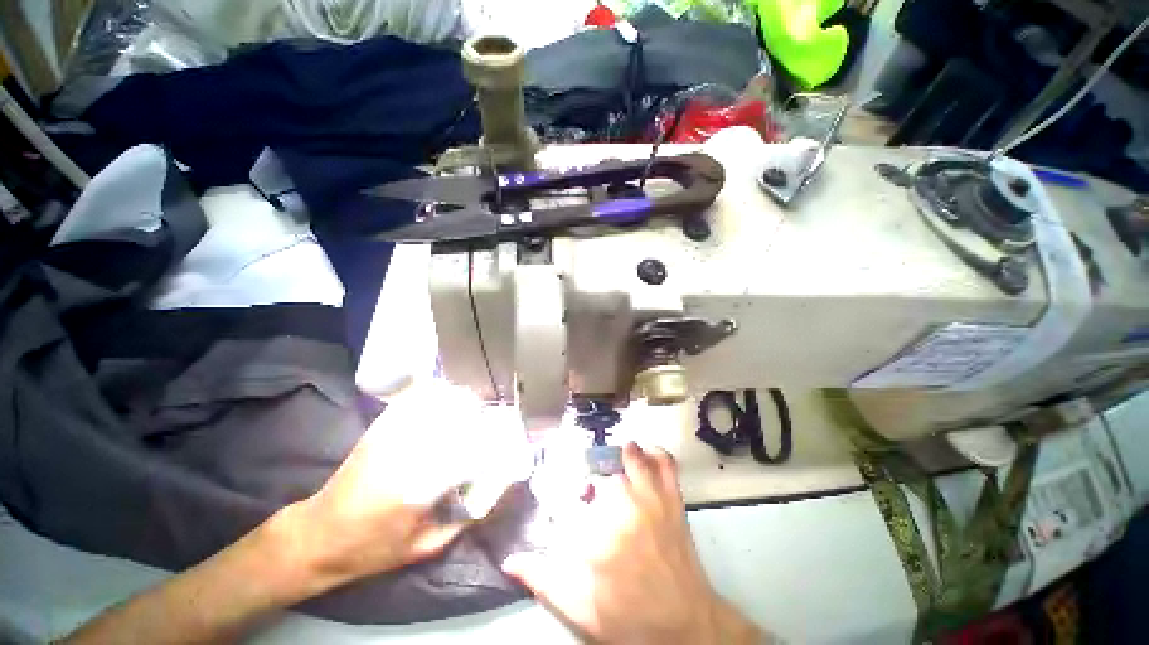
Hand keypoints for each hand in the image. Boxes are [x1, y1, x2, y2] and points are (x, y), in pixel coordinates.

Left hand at [275, 381, 486, 591]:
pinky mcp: (381, 429)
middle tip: (492, 422)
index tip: (504, 446)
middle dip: (479, 415)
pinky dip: (434, 394)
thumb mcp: (423, 547)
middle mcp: (409, 452)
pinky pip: (413, 401)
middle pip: (456, 417)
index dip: (491, 444)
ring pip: (436, 403)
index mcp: (421, 485)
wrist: (318, 536)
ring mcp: (392, 435)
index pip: (470, 450)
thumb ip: (462, 522)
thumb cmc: (371, 548)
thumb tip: (490, 495)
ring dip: (459, 401)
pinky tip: (445, 398)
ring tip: (473, 407)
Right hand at [503, 443, 764, 644]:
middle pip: (600, 478)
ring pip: (628, 462)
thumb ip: (544, 581)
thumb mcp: (581, 610)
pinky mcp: (672, 500)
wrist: (685, 626)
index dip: (565, 502)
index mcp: (596, 539)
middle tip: (593, 499)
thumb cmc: (630, 619)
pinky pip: (665, 464)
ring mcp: (651, 502)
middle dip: (593, 486)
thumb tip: (509, 560)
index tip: (569, 511)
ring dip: (619, 460)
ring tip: (612, 466)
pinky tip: (643, 451)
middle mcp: (622, 512)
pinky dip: (654, 452)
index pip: (569, 502)